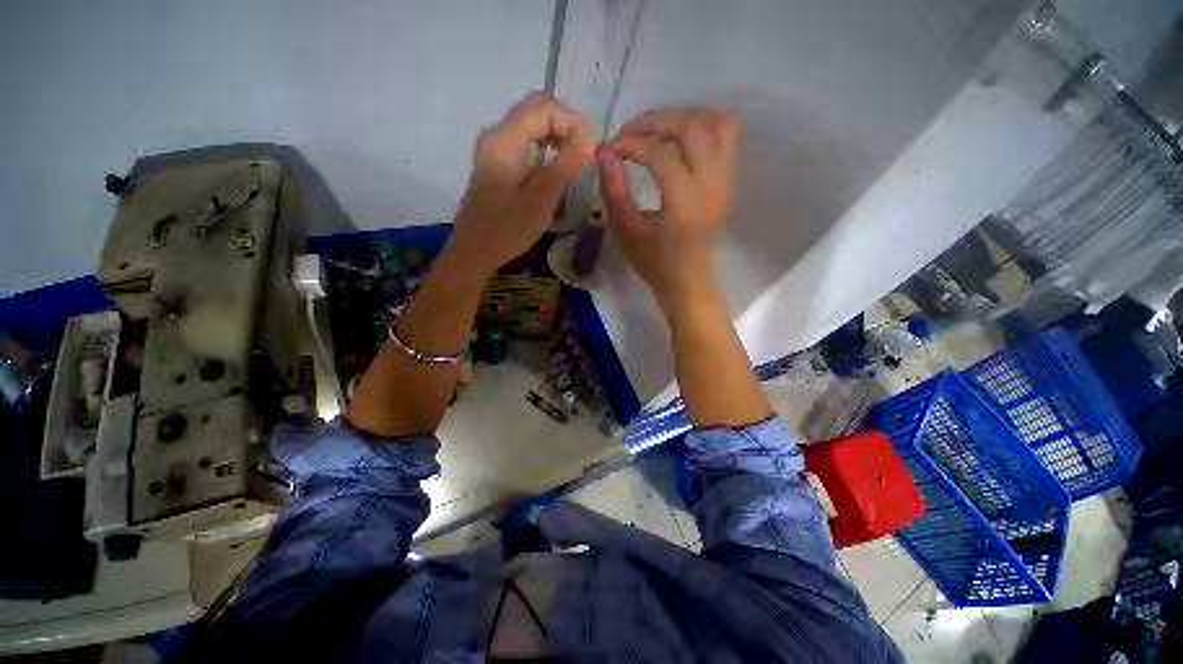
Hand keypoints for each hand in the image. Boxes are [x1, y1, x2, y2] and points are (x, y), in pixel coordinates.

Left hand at [446, 92, 595, 275]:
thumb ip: (565, 164)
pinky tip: (556, 167)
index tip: (590, 149)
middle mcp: (497, 135)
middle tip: (584, 151)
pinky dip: (545, 146)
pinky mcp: (497, 163)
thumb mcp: (542, 198)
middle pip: (535, 109)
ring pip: (530, 124)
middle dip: (565, 124)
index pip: (543, 108)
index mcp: (504, 140)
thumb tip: (589, 138)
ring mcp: (494, 149)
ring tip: (575, 159)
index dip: (572, 121)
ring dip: (556, 134)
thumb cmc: (508, 229)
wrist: (475, 250)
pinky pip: (525, 141)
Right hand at [597, 108, 738, 314]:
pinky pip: (726, 137)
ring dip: (682, 118)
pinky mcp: (728, 181)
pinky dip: (702, 126)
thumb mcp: (627, 233)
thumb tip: (604, 152)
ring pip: (715, 124)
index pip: (661, 155)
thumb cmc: (654, 263)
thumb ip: (614, 191)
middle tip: (630, 133)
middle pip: (692, 128)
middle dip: (656, 121)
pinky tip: (678, 138)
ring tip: (654, 131)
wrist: (688, 282)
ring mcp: (725, 181)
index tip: (610, 148)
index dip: (632, 144)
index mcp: (685, 204)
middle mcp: (712, 186)